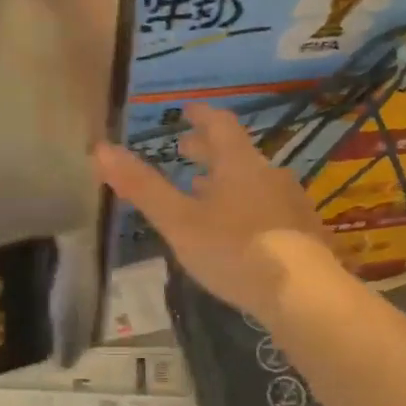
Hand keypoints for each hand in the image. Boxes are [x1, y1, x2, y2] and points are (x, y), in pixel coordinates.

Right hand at [93, 104, 339, 322]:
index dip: (201, 116)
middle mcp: (269, 174)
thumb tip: (101, 148)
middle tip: (187, 152)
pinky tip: (238, 231)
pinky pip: (268, 207)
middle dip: (209, 151)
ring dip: (227, 181)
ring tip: (205, 193)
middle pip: (237, 153)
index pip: (220, 125)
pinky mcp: (304, 232)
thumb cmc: (235, 251)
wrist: (305, 294)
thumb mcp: (179, 222)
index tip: (187, 111)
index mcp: (239, 164)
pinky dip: (246, 206)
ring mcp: (291, 203)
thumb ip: (142, 187)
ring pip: (254, 181)